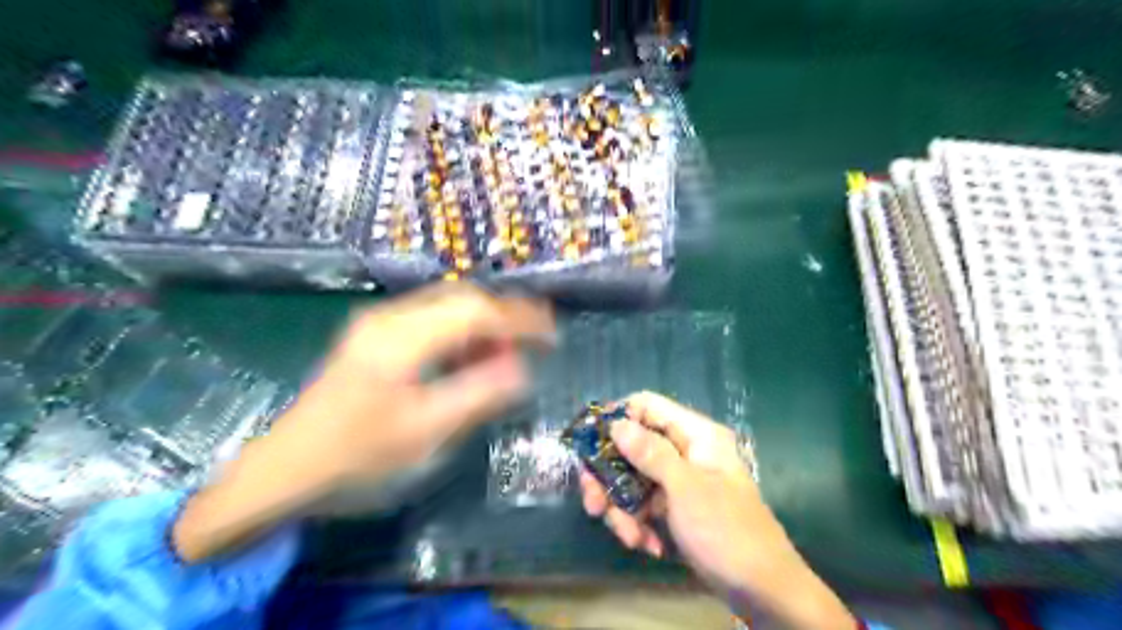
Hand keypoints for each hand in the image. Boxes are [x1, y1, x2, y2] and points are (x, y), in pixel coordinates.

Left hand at [174, 282, 554, 559]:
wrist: (284, 470)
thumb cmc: (356, 457)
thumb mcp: (425, 433)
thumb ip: (478, 395)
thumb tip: (522, 369)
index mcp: (400, 338)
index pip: (474, 311)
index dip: (519, 319)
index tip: (552, 335)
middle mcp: (389, 318)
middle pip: (461, 299)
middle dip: (505, 316)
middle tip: (537, 340)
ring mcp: (378, 323)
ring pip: (447, 307)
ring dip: (483, 325)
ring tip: (508, 354)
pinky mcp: (375, 336)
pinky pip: (430, 321)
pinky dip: (460, 334)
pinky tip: (470, 358)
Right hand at [578, 391, 849, 627]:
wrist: (763, 591)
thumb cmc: (727, 531)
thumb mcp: (685, 489)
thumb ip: (650, 453)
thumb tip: (617, 424)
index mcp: (695, 435)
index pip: (647, 406)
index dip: (617, 418)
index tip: (588, 443)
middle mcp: (685, 451)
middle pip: (632, 447)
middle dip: (610, 478)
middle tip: (594, 506)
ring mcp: (679, 481)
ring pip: (632, 479)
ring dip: (623, 509)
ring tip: (631, 538)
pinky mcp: (675, 507)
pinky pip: (643, 505)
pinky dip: (639, 524)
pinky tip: (648, 546)